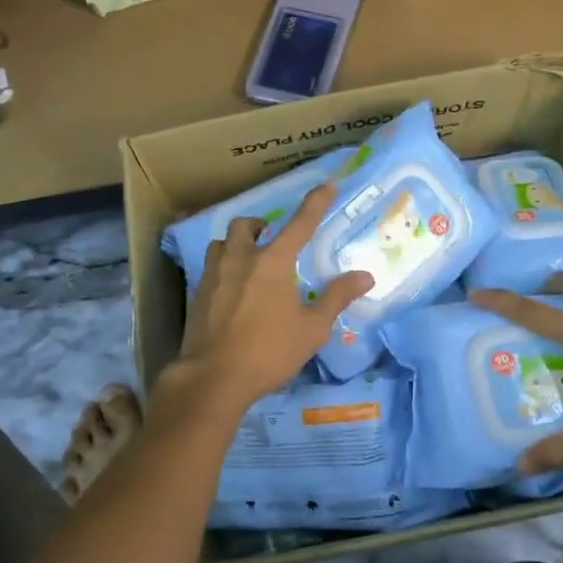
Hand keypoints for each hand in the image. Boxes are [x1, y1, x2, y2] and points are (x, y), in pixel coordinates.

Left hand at [172, 184, 372, 413]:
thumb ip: (336, 297)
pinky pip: (210, 268)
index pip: (300, 224)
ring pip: (221, 244)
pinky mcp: (196, 295)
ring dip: (236, 244)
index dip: (315, 203)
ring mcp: (214, 276)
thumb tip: (365, 275)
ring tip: (248, 260)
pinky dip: (223, 268)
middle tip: (272, 239)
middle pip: (246, 226)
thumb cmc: (269, 351)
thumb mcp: (312, 328)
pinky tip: (232, 290)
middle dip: (261, 226)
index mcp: (272, 262)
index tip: (327, 185)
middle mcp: (240, 259)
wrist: (213, 378)